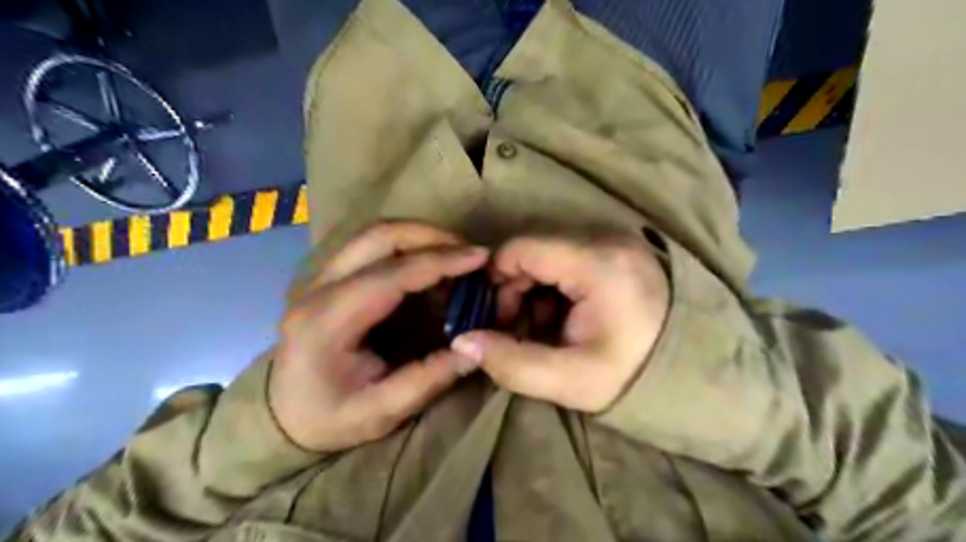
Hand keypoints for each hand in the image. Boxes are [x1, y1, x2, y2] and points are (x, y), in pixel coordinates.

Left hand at [269, 219, 486, 453]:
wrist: (281, 416)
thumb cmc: (327, 419)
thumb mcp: (381, 412)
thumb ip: (428, 379)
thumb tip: (474, 348)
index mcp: (328, 322)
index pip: (389, 275)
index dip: (438, 261)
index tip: (479, 257)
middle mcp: (318, 288)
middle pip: (377, 236)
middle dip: (430, 235)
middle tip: (469, 251)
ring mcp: (320, 278)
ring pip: (372, 234)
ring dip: (418, 235)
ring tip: (454, 253)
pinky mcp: (329, 278)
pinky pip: (370, 246)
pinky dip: (406, 246)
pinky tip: (429, 263)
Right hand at [450, 235, 663, 412]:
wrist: (691, 368)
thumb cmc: (633, 375)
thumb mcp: (570, 381)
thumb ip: (511, 363)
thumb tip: (461, 342)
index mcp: (597, 265)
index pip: (521, 248)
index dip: (495, 279)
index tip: (494, 317)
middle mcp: (607, 240)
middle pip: (533, 249)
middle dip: (513, 288)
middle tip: (514, 327)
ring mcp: (615, 241)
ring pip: (548, 253)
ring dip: (533, 288)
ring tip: (541, 326)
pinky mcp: (618, 250)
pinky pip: (568, 257)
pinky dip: (554, 284)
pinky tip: (561, 315)